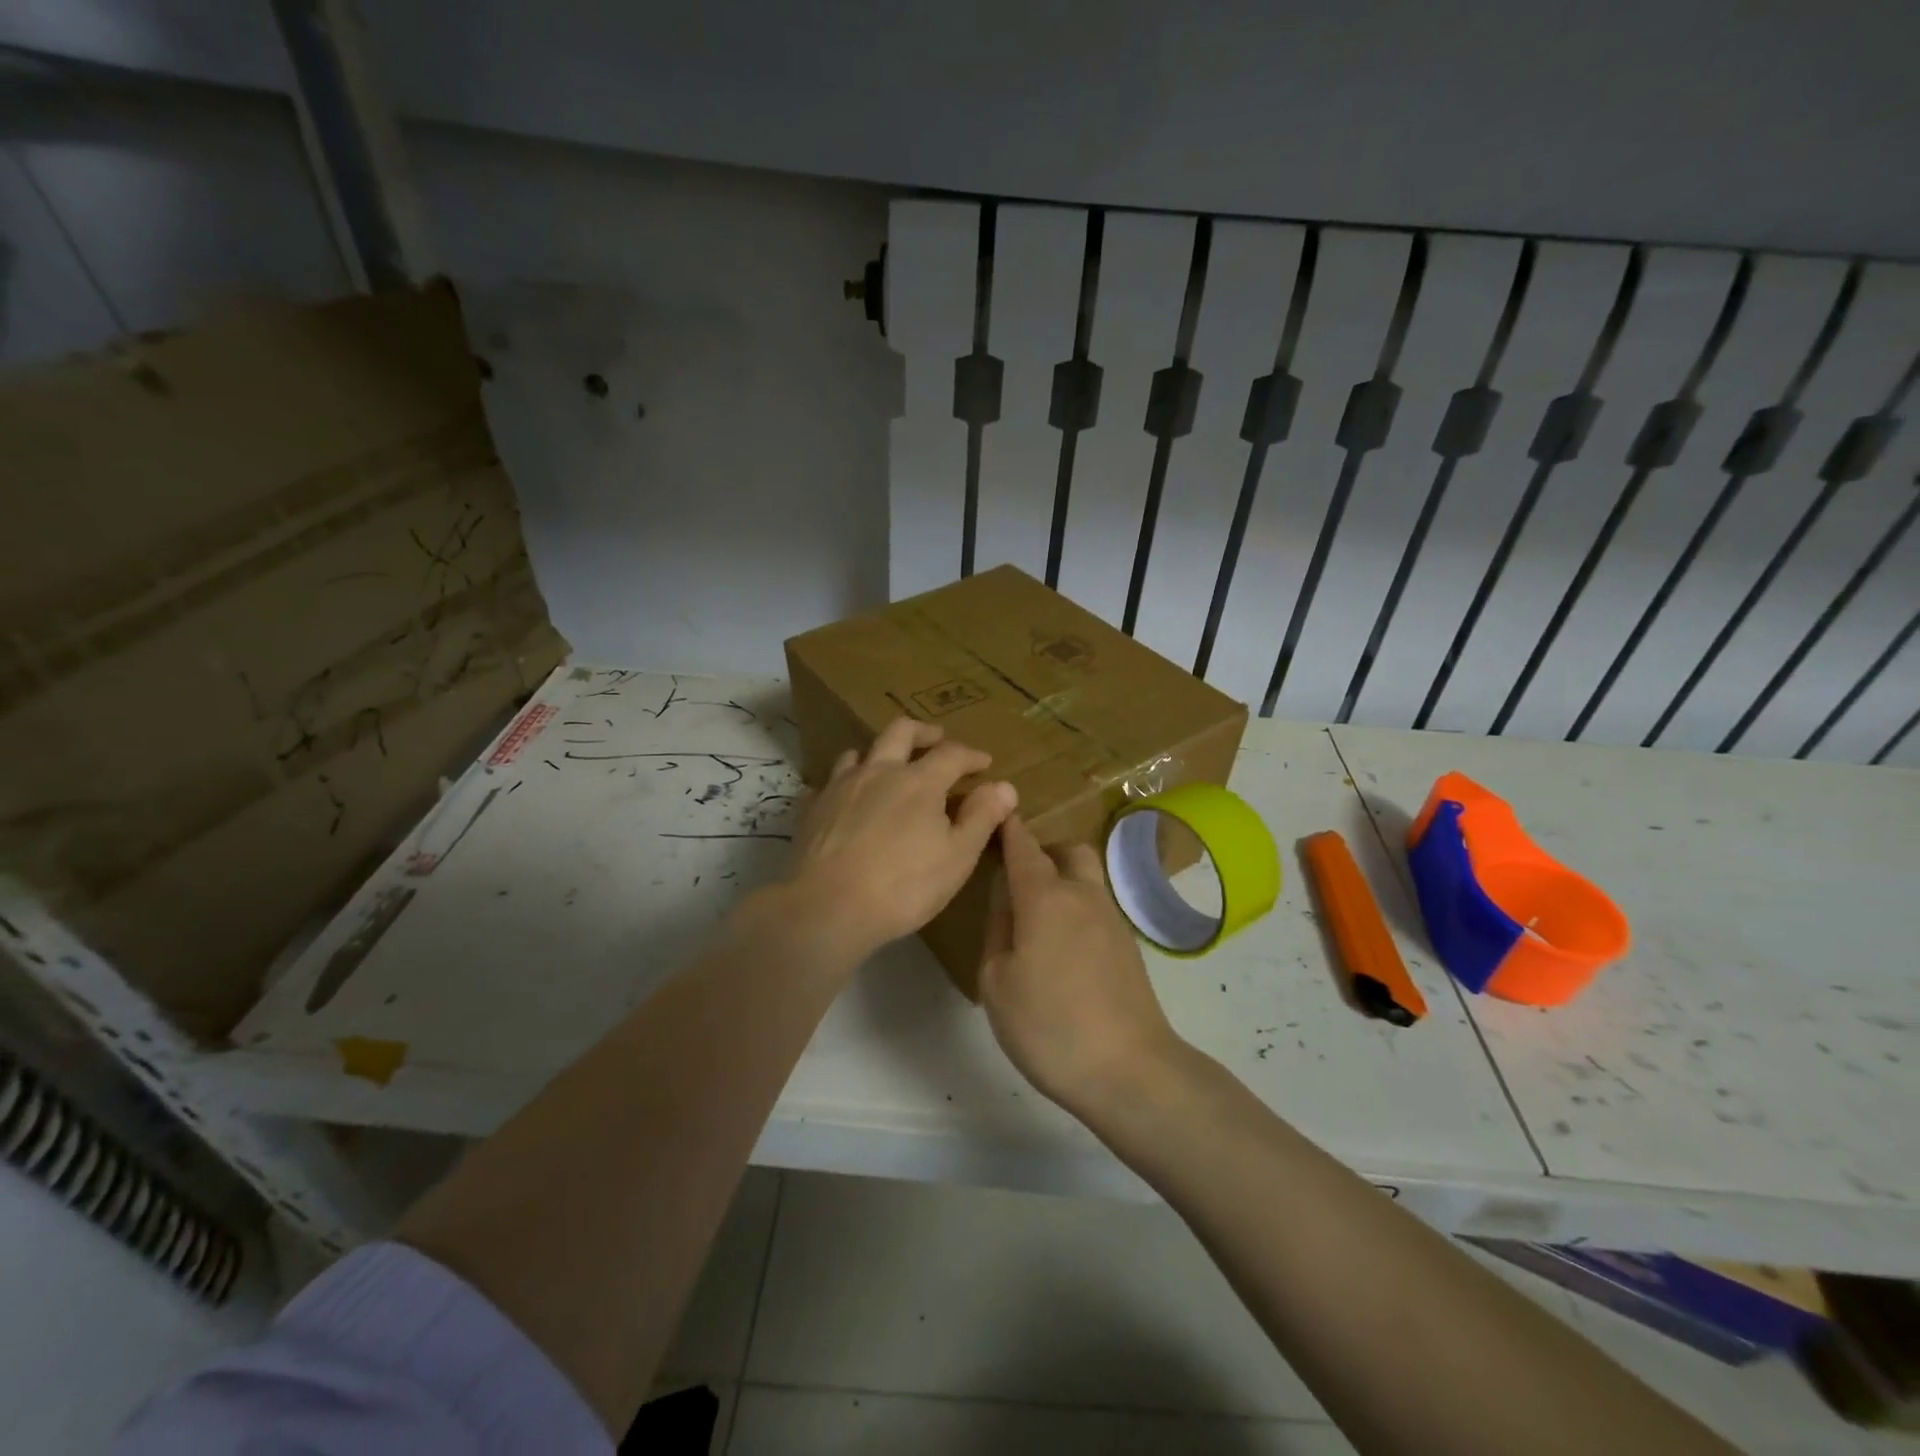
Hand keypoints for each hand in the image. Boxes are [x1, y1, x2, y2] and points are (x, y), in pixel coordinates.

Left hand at [783, 717, 1016, 960]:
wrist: (826, 908)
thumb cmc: (903, 886)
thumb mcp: (957, 857)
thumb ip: (981, 817)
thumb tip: (1004, 786)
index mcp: (919, 781)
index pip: (951, 753)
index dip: (971, 755)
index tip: (984, 762)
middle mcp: (878, 771)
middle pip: (900, 731)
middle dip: (923, 731)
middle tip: (936, 739)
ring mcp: (839, 787)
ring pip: (858, 753)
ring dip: (878, 754)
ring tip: (887, 768)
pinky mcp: (811, 808)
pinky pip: (827, 784)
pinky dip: (843, 785)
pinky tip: (845, 801)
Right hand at [978, 816, 1183, 1114]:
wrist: (1130, 1070)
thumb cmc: (1050, 1026)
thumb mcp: (997, 982)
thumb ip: (998, 929)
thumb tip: (1007, 900)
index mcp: (1045, 897)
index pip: (1023, 846)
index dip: (1008, 829)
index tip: (994, 816)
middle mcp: (1082, 895)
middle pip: (1067, 850)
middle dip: (1042, 851)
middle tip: (1017, 877)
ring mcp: (1112, 919)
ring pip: (1086, 877)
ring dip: (1062, 879)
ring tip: (1037, 916)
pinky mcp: (1128, 945)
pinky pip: (1097, 906)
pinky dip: (1077, 907)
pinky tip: (1062, 945)